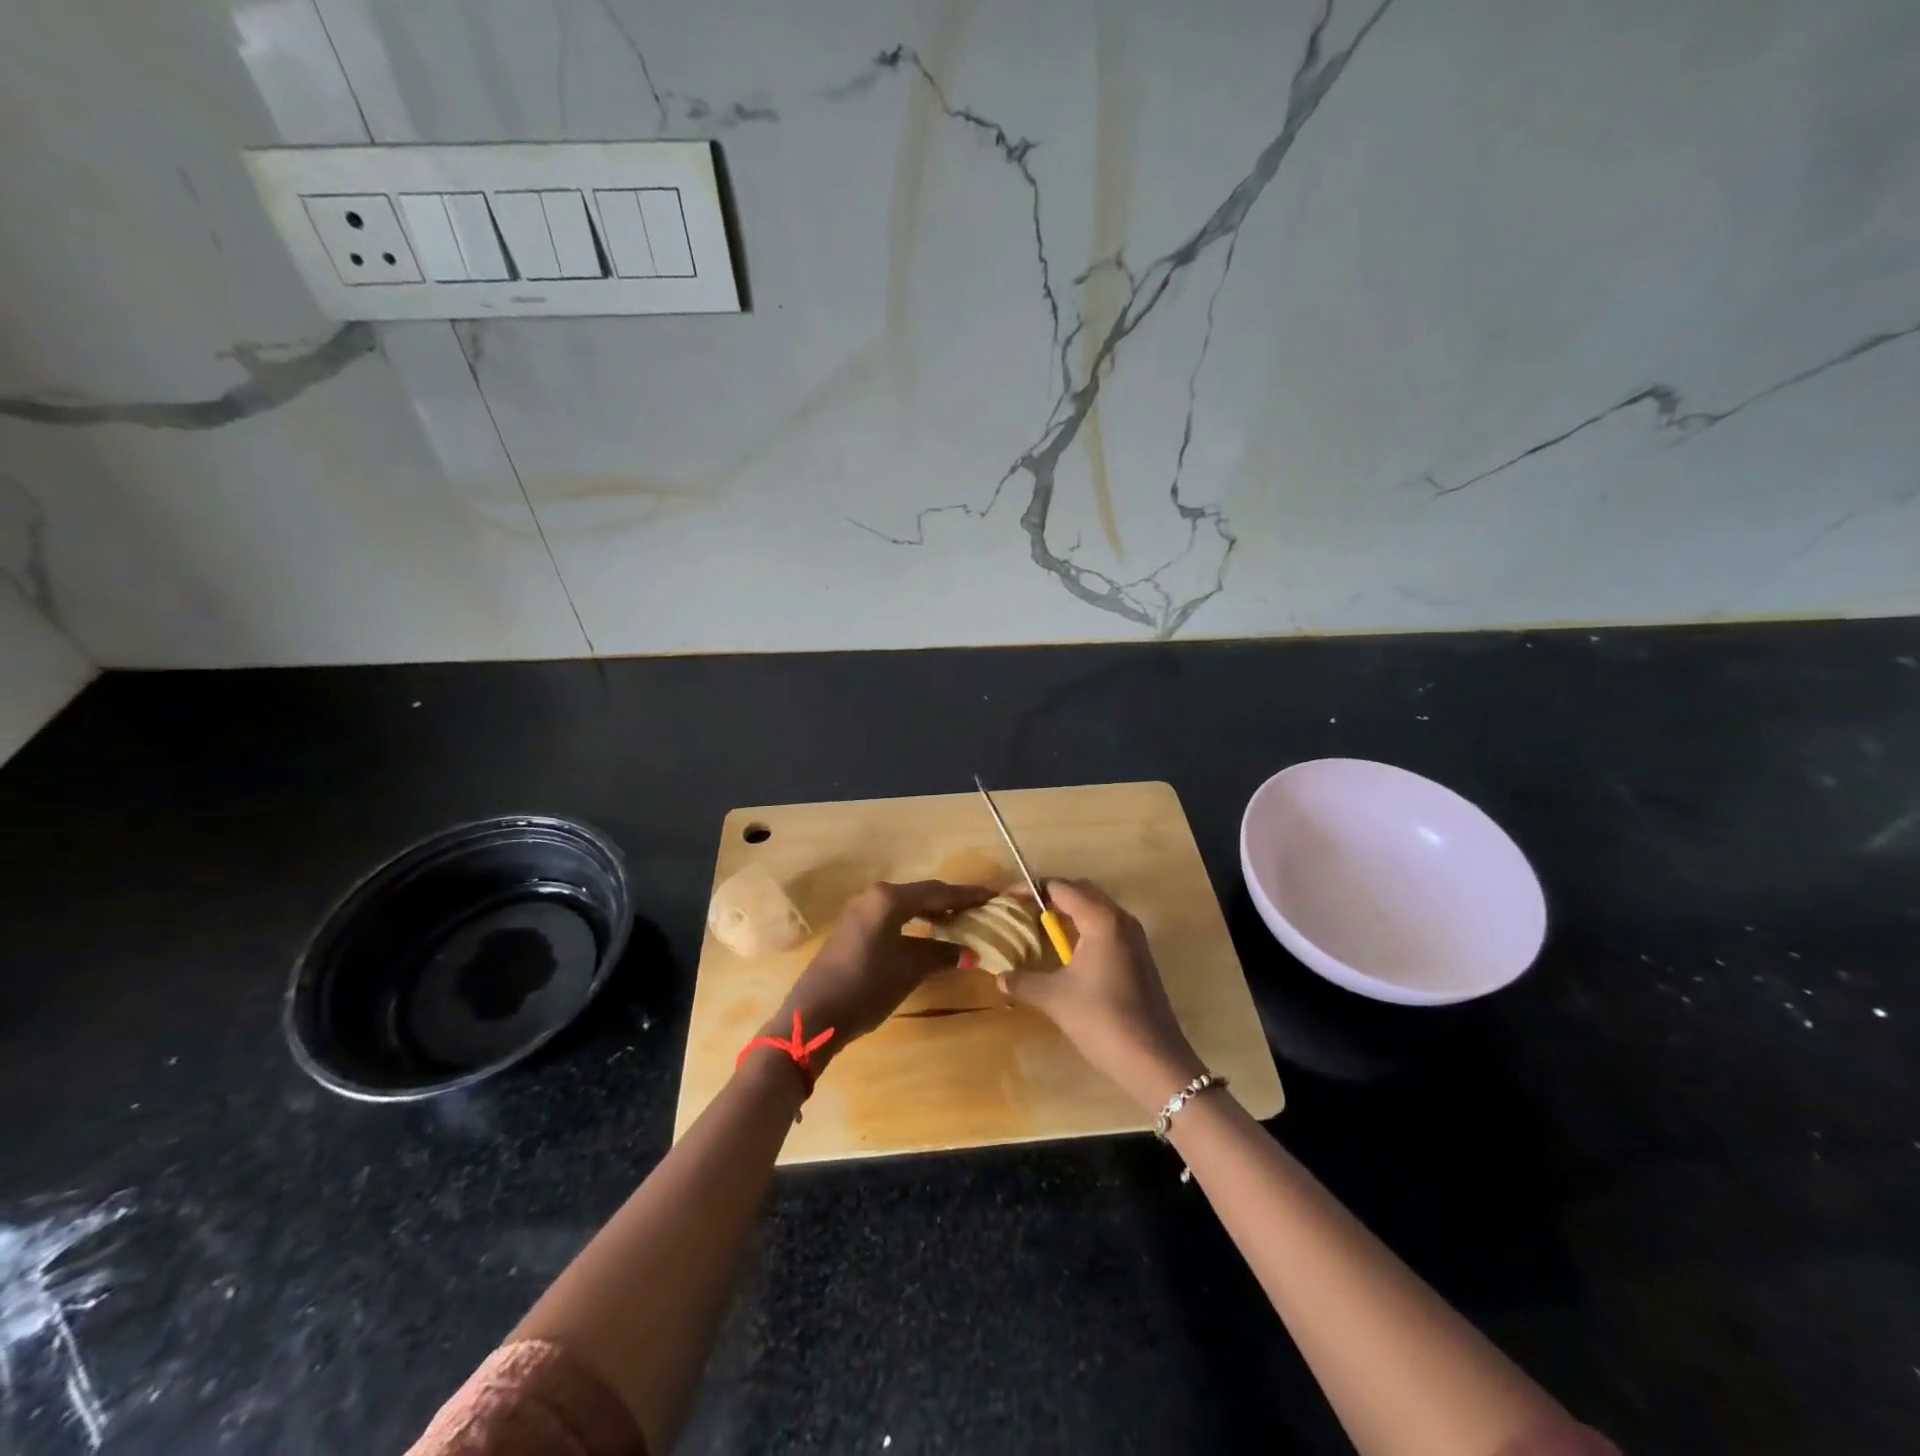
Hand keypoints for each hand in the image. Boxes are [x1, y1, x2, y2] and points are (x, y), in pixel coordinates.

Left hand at [769, 880, 991, 1066]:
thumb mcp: (910, 970)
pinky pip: (892, 917)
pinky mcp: (853, 929)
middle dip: (951, 901)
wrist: (815, 1014)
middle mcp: (874, 897)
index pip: (937, 891)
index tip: (992, 895)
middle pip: (921, 894)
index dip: (967, 895)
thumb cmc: (867, 986)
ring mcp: (860, 912)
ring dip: (932, 912)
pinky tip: (928, 934)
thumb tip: (970, 953)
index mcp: (889, 899)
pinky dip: (914, 922)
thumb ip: (941, 955)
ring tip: (958, 922)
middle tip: (979, 908)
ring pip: (905, 905)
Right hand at [998, 879, 1205, 1111]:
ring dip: (1069, 912)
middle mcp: (1120, 919)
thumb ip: (1023, 982)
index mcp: (1100, 919)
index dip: (1031, 889)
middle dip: (1050, 897)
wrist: (1153, 1059)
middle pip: (1081, 891)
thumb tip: (1000, 977)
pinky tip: (1067, 953)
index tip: (1006, 899)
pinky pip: (1107, 927)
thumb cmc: (1101, 1019)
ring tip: (1040, 929)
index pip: (1061, 888)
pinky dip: (1084, 928)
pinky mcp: (1139, 956)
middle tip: (1022, 911)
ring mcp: (1134, 937)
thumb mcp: (1054, 998)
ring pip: (1097, 909)